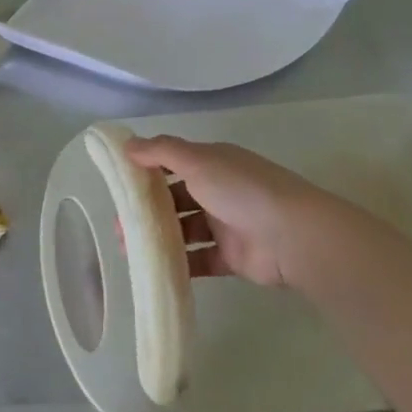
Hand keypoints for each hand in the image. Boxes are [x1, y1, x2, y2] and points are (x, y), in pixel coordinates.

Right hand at [124, 135, 388, 288]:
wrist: (293, 236)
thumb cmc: (241, 190)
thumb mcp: (198, 161)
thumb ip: (162, 152)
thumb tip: (127, 144)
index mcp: (214, 163)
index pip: (174, 162)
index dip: (147, 171)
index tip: (119, 184)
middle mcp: (220, 190)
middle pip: (177, 198)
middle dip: (148, 209)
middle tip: (119, 224)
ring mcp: (227, 224)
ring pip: (185, 230)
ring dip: (159, 237)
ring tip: (128, 248)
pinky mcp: (232, 257)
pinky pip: (200, 260)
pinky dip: (179, 263)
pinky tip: (154, 267)